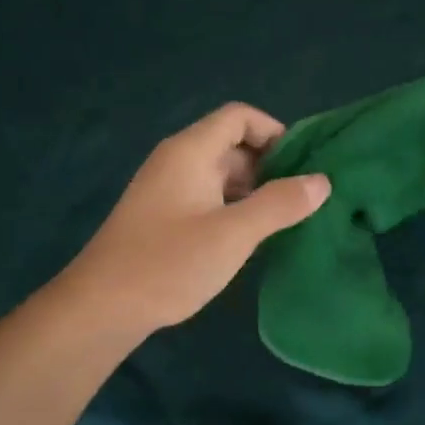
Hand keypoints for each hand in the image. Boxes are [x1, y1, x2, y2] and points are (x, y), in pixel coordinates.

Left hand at [63, 103, 331, 338]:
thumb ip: (280, 204)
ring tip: (285, 221)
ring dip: (253, 191)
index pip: (239, 116)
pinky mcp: (162, 218)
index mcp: (191, 151)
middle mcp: (177, 161)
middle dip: (269, 166)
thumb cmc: (169, 263)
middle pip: (231, 145)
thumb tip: (322, 181)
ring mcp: (167, 190)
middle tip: (302, 200)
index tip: (303, 165)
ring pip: (220, 176)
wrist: (102, 307)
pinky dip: (233, 209)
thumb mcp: (234, 233)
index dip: (274, 131)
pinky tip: (250, 239)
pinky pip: (207, 199)